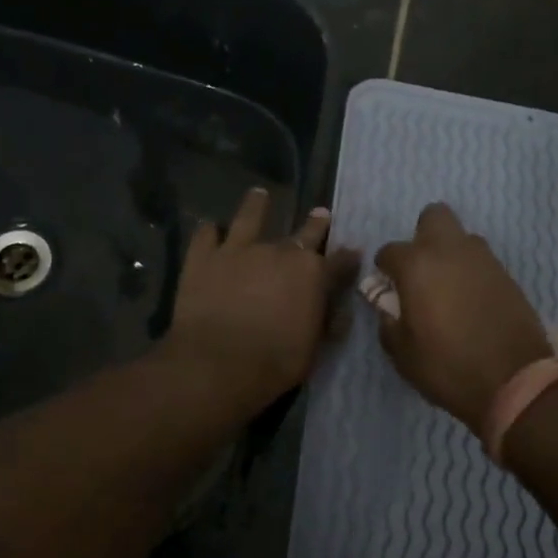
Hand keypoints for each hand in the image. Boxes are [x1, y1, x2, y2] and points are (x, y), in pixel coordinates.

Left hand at [166, 187, 359, 411]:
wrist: (216, 364)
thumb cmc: (274, 363)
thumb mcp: (314, 348)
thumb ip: (326, 321)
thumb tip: (339, 309)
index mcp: (312, 274)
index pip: (340, 261)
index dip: (348, 257)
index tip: (353, 252)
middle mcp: (279, 252)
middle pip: (304, 233)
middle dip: (316, 224)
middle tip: (320, 213)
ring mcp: (239, 250)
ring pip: (249, 217)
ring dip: (256, 205)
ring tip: (258, 194)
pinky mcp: (203, 258)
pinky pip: (206, 235)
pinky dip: (209, 231)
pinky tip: (209, 228)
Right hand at [374, 203, 552, 435]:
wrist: (515, 381)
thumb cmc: (448, 366)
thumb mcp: (403, 354)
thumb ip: (388, 322)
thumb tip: (388, 306)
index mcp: (417, 265)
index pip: (389, 251)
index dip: (385, 270)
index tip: (388, 289)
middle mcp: (450, 250)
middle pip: (434, 216)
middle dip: (423, 236)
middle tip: (421, 271)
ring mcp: (484, 259)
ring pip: (462, 237)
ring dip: (450, 254)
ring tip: (448, 288)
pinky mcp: (507, 274)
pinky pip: (482, 261)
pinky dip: (472, 272)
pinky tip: (471, 301)